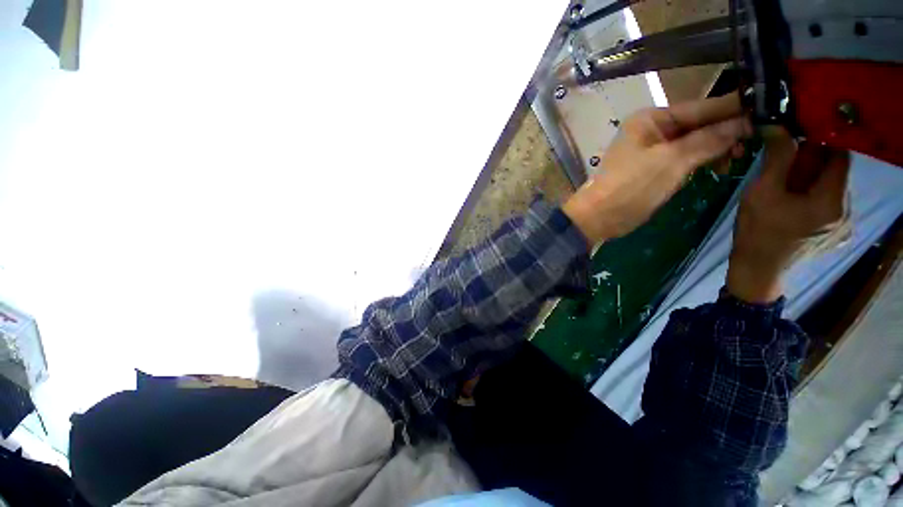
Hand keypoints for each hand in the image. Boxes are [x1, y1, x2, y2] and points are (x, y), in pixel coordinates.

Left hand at [563, 93, 751, 243]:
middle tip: (759, 139)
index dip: (734, 109)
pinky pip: (685, 157)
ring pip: (694, 141)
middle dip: (727, 130)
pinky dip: (702, 160)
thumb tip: (746, 121)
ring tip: (739, 156)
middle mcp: (652, 129)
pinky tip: (721, 165)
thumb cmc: (631, 187)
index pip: (701, 107)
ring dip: (717, 147)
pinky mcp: (654, 167)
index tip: (770, 110)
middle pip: (699, 123)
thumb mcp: (672, 161)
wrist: (599, 217)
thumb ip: (709, 139)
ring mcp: (652, 149)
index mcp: (651, 119)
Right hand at [727, 127, 849, 303]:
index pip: (839, 155)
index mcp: (832, 200)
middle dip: (812, 165)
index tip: (797, 140)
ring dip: (813, 182)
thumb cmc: (757, 232)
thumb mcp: (761, 193)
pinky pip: (832, 204)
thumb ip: (777, 159)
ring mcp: (845, 225)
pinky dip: (815, 198)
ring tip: (786, 193)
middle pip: (836, 173)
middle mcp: (848, 211)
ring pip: (833, 189)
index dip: (820, 143)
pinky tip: (795, 207)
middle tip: (784, 172)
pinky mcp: (839, 234)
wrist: (758, 270)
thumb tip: (779, 126)